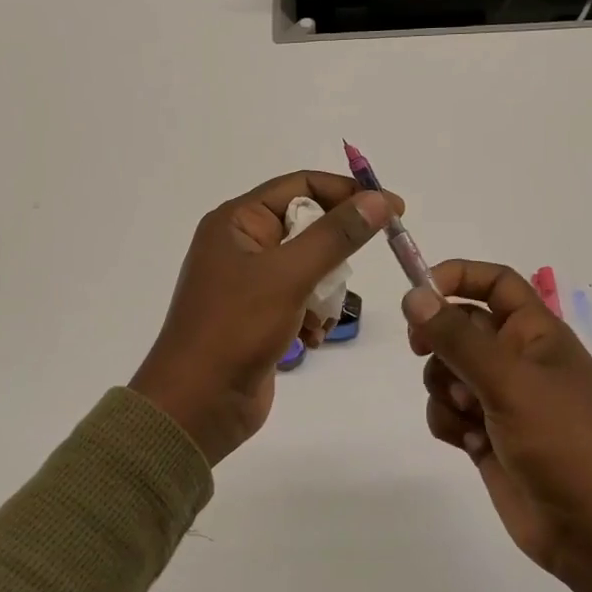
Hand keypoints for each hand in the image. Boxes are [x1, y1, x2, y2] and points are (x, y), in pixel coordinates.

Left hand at [132, 171, 399, 463]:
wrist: (197, 405)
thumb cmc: (236, 328)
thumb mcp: (289, 275)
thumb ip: (337, 235)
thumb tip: (380, 199)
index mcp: (237, 221)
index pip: (301, 185)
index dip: (348, 193)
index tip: (393, 209)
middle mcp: (242, 245)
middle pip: (308, 227)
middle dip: (334, 255)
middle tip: (349, 277)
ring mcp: (250, 283)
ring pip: (310, 267)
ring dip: (325, 293)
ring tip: (320, 318)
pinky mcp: (259, 316)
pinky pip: (301, 300)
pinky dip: (313, 317)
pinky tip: (311, 339)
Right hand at [403, 260, 591, 591]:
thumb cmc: (565, 443)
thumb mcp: (510, 382)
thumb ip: (458, 338)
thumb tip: (414, 297)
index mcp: (538, 334)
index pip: (496, 283)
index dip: (458, 278)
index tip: (419, 293)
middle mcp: (519, 361)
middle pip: (461, 327)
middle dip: (440, 342)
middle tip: (423, 351)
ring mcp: (503, 400)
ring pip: (447, 372)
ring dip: (444, 389)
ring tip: (470, 416)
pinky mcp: (488, 436)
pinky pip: (449, 413)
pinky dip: (450, 424)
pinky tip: (471, 445)